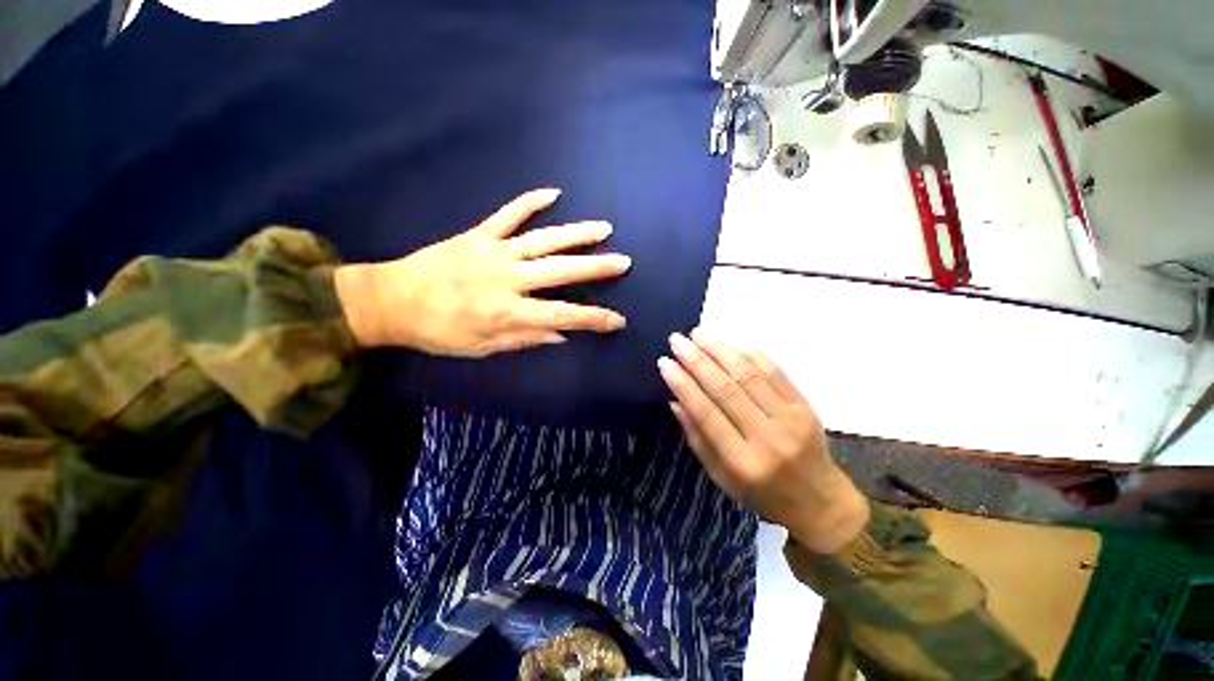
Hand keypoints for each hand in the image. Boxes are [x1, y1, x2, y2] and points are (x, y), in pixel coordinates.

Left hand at [334, 188, 630, 356]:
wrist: (391, 301)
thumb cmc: (438, 332)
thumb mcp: (482, 348)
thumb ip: (525, 339)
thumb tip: (561, 335)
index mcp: (507, 312)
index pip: (562, 316)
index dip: (593, 319)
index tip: (618, 320)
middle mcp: (507, 279)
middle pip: (560, 271)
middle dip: (597, 268)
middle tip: (624, 262)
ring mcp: (493, 252)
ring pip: (543, 240)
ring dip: (576, 233)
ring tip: (604, 228)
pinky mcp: (478, 235)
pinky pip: (508, 214)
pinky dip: (530, 202)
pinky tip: (554, 192)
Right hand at [658, 331, 869, 553]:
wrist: (819, 501)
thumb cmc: (762, 493)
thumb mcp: (721, 477)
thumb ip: (697, 439)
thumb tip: (676, 401)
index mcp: (742, 463)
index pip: (706, 414)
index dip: (683, 385)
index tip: (665, 362)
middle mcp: (768, 438)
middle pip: (726, 389)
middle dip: (697, 361)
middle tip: (677, 340)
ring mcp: (791, 419)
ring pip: (749, 375)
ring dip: (720, 350)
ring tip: (698, 334)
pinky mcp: (805, 406)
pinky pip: (775, 372)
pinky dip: (750, 355)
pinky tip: (730, 344)